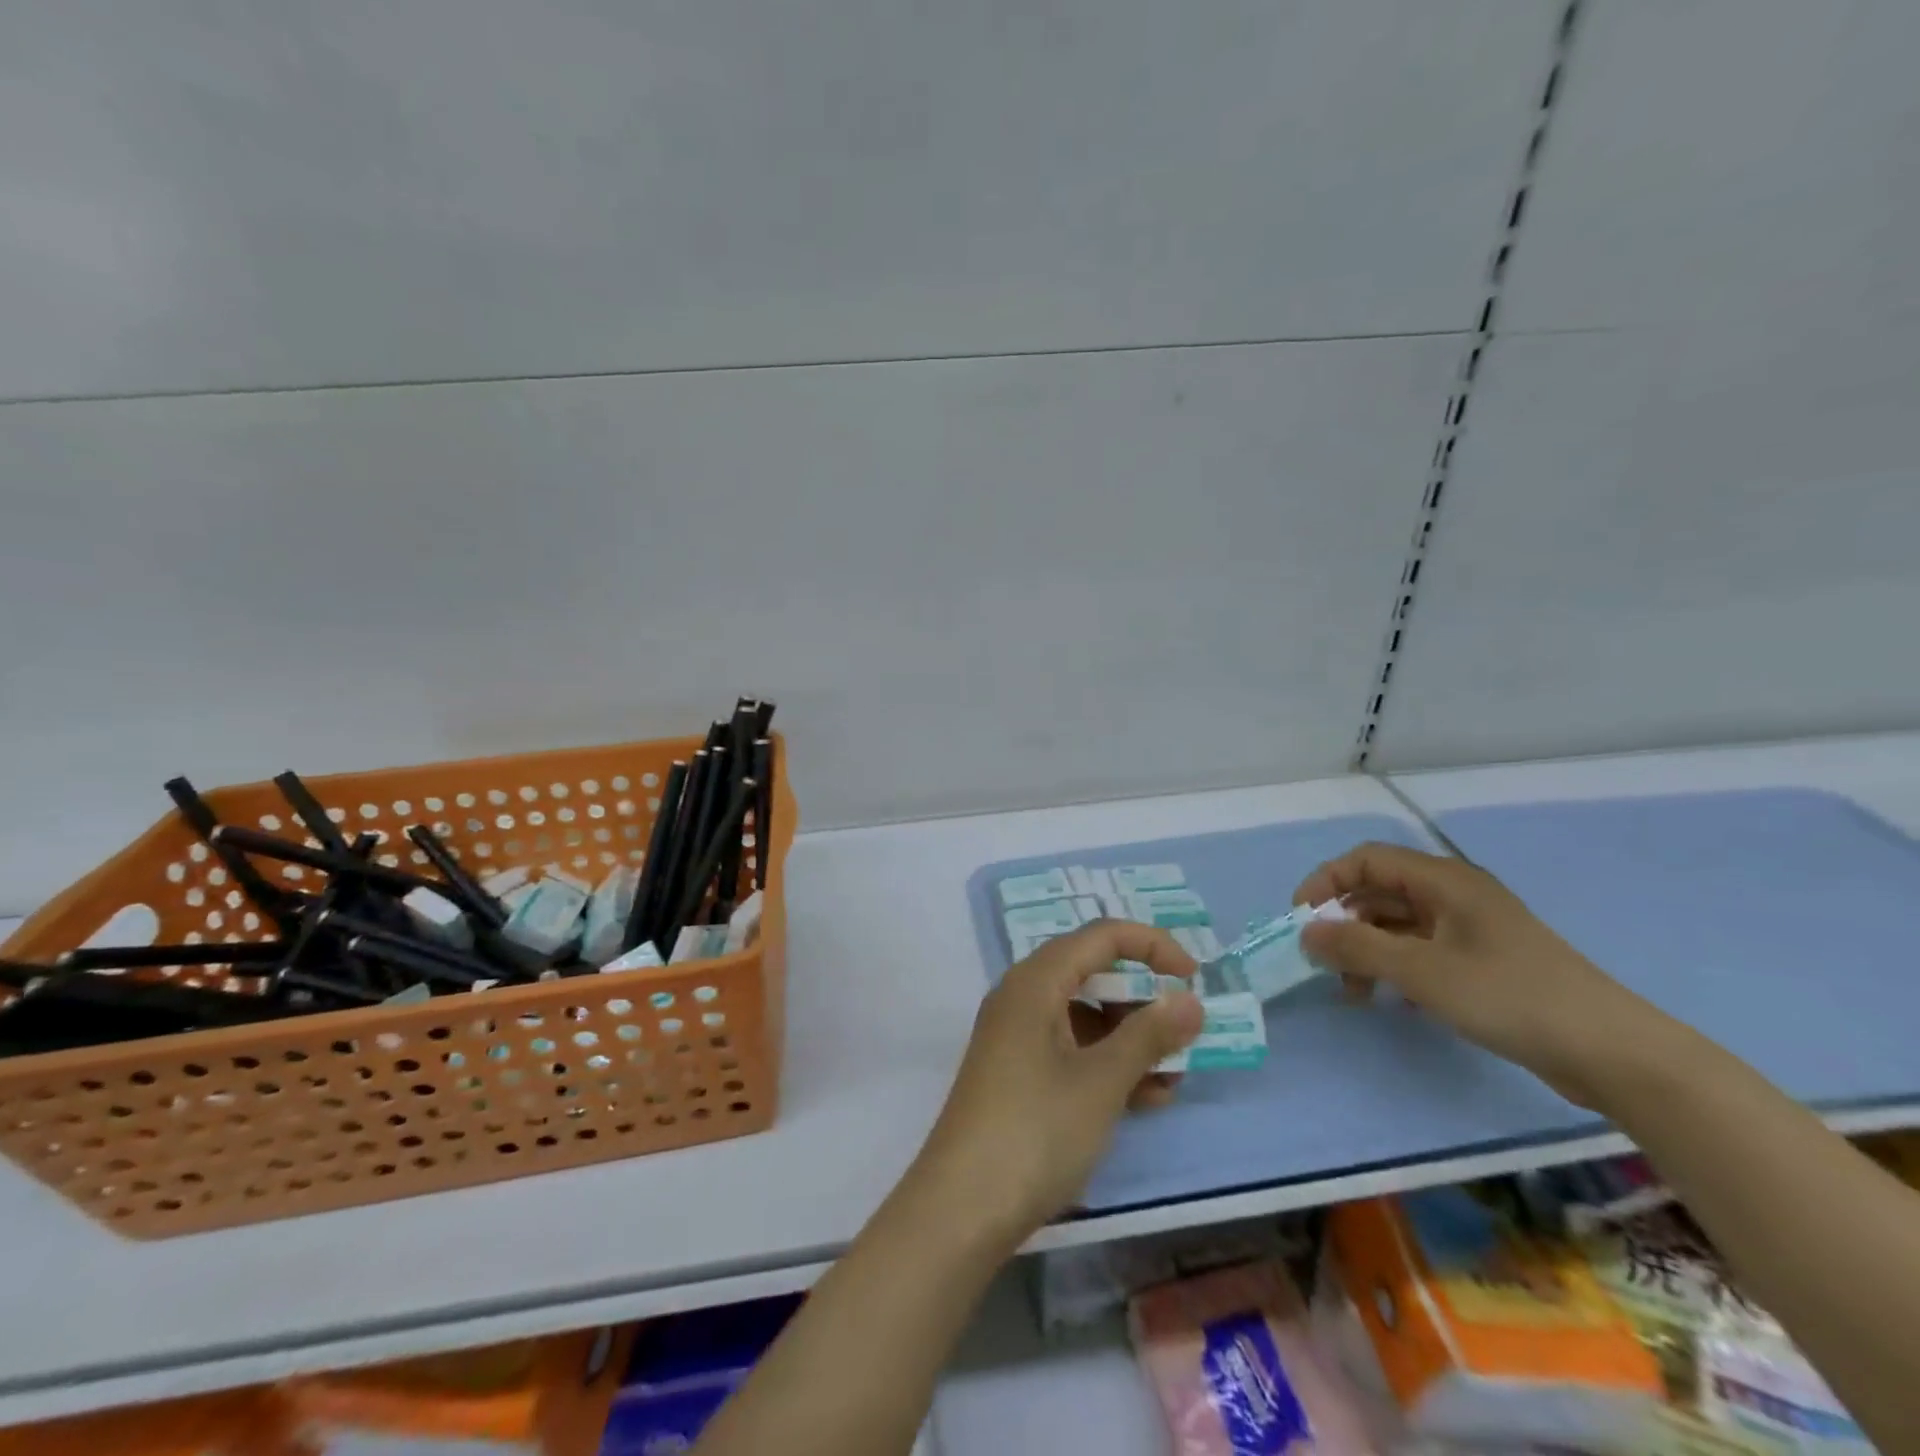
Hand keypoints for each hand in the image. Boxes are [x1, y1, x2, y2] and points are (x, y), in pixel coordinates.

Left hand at [909, 920, 1204, 1247]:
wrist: (961, 1209)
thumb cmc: (1035, 1130)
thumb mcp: (1102, 1081)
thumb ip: (1149, 1034)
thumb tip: (1190, 999)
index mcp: (1036, 980)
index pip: (1102, 936)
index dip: (1153, 946)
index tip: (1194, 978)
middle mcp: (1022, 996)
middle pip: (1093, 973)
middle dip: (1144, 1000)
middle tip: (1183, 1035)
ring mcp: (1017, 1036)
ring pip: (1085, 1016)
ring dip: (1131, 1039)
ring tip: (1171, 1082)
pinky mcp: (1018, 1072)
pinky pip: (1071, 1049)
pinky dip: (1108, 1064)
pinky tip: (1144, 1100)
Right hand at [1295, 842, 1666, 1109]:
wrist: (1610, 1052)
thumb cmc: (1509, 996)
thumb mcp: (1421, 971)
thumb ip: (1356, 947)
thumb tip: (1305, 932)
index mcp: (1443, 880)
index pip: (1366, 859)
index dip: (1326, 882)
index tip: (1301, 919)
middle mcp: (1454, 895)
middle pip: (1379, 891)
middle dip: (1343, 922)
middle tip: (1322, 961)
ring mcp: (1471, 928)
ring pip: (1398, 924)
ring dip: (1366, 950)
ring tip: (1353, 992)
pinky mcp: (1483, 961)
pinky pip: (1421, 950)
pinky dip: (1395, 967)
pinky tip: (1391, 999)